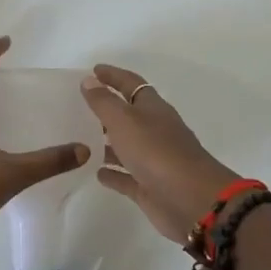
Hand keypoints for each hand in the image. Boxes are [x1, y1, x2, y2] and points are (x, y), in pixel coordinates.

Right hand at [80, 64, 240, 242]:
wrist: (191, 200)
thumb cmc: (157, 152)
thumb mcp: (125, 121)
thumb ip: (104, 102)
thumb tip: (89, 80)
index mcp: (154, 109)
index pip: (131, 84)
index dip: (113, 76)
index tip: (93, 70)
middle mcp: (155, 131)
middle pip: (129, 115)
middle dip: (107, 110)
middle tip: (79, 106)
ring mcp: (153, 160)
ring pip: (126, 147)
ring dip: (107, 142)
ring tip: (80, 139)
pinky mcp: (149, 187)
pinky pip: (126, 177)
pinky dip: (112, 173)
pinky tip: (95, 172)